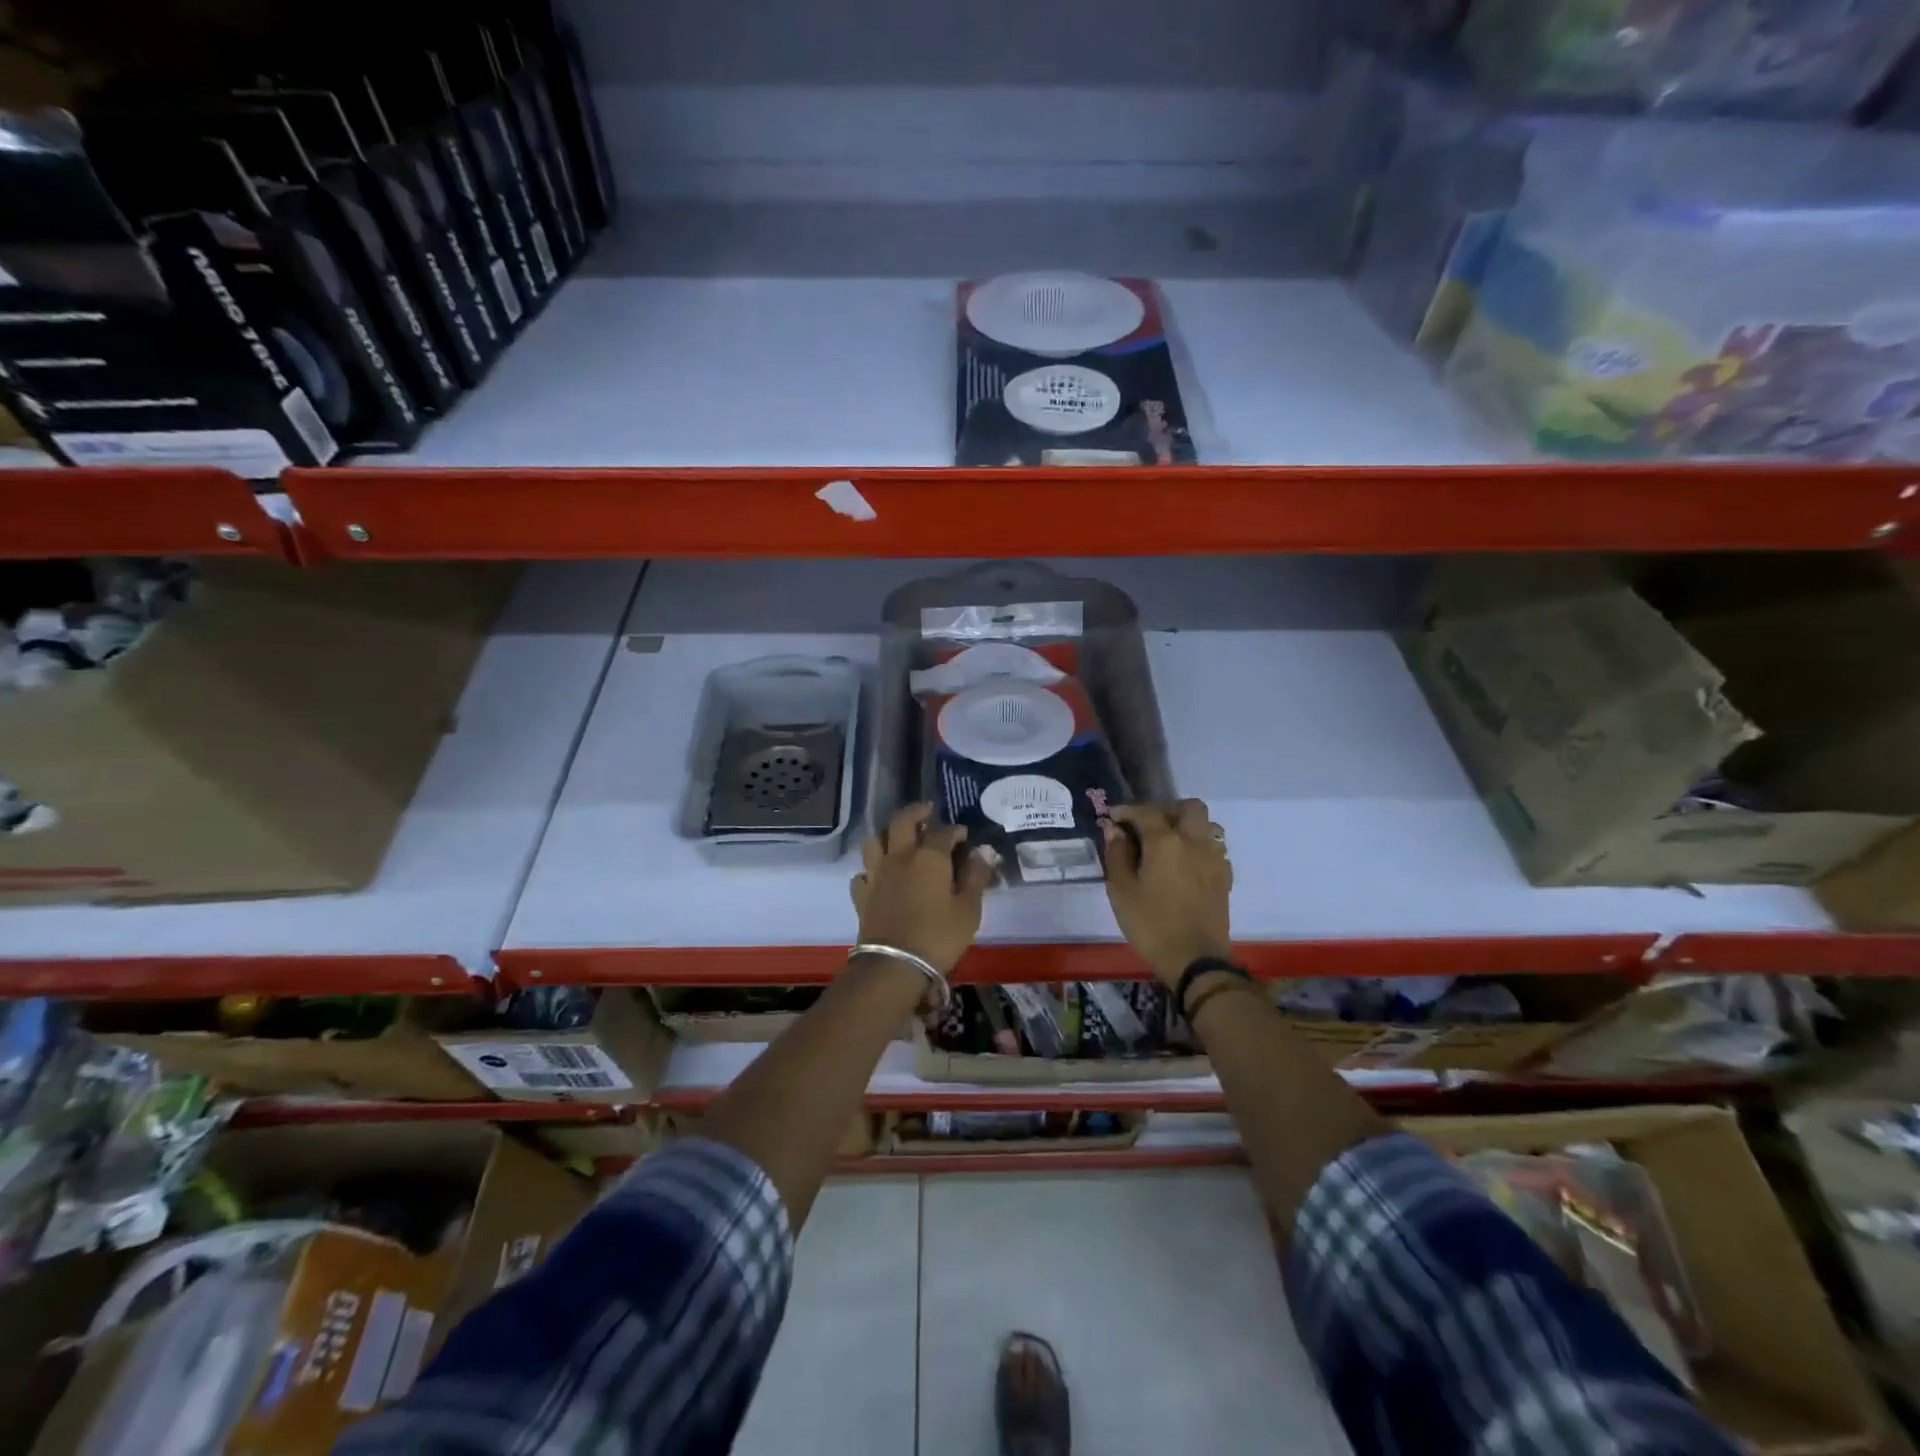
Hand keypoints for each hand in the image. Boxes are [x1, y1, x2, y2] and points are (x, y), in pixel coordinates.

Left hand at [849, 803, 994, 973]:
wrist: (894, 966)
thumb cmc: (939, 936)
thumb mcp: (968, 910)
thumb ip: (975, 878)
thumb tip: (982, 853)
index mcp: (929, 857)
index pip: (943, 832)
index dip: (955, 830)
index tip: (964, 835)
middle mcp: (899, 857)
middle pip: (901, 821)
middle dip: (916, 812)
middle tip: (927, 812)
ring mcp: (876, 874)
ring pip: (875, 840)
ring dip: (887, 834)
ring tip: (899, 838)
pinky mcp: (862, 894)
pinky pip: (863, 872)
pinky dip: (871, 869)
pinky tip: (880, 876)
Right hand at [1103, 799, 1232, 986]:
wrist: (1196, 960)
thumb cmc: (1152, 924)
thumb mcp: (1122, 891)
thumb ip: (1117, 855)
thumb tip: (1114, 830)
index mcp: (1166, 841)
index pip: (1145, 812)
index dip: (1126, 811)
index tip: (1112, 818)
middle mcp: (1195, 841)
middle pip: (1188, 807)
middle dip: (1165, 809)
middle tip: (1145, 825)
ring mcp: (1214, 858)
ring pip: (1205, 825)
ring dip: (1185, 825)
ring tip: (1166, 843)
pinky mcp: (1225, 877)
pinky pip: (1213, 847)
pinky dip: (1197, 846)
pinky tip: (1184, 864)